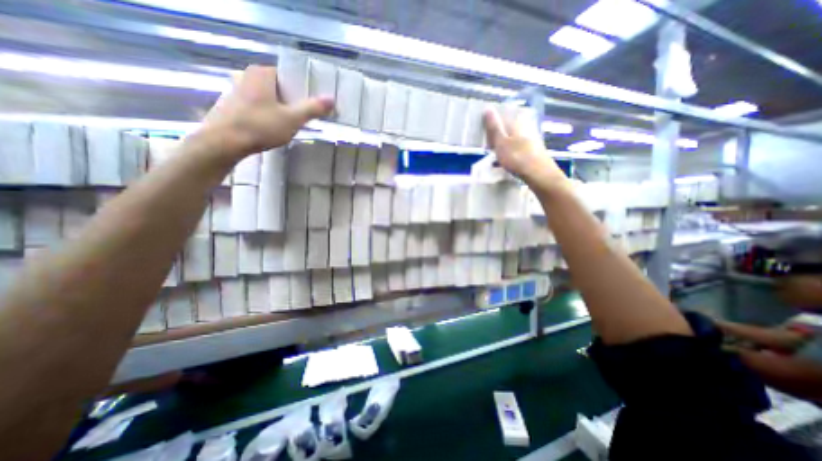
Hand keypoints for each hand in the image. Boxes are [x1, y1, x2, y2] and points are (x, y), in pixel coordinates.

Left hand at [199, 66, 333, 159]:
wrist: (223, 142)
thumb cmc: (260, 126)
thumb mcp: (292, 119)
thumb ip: (313, 108)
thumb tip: (332, 99)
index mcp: (262, 74)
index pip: (289, 76)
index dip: (304, 90)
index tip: (314, 104)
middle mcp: (248, 76)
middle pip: (280, 88)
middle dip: (294, 101)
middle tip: (306, 117)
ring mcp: (238, 90)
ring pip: (269, 98)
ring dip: (281, 109)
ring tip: (292, 125)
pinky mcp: (233, 105)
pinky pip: (259, 106)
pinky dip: (269, 115)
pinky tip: (274, 128)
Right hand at [484, 108, 568, 192]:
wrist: (539, 174)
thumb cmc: (517, 157)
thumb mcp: (501, 142)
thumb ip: (494, 127)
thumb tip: (488, 107)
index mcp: (516, 123)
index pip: (501, 118)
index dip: (491, 126)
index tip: (484, 136)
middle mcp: (525, 127)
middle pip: (507, 129)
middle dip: (497, 137)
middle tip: (489, 148)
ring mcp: (531, 139)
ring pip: (512, 139)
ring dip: (503, 146)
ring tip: (495, 156)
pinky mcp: (533, 150)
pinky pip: (517, 148)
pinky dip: (510, 153)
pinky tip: (506, 162)